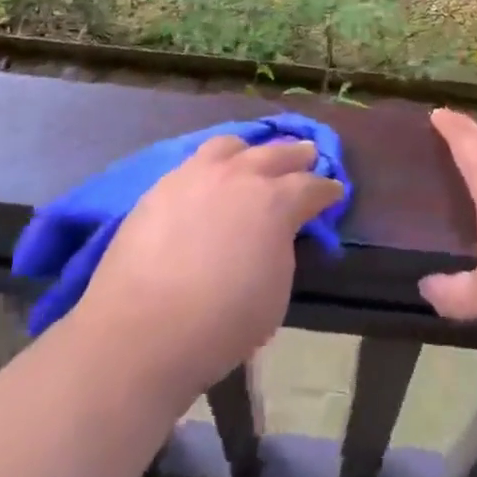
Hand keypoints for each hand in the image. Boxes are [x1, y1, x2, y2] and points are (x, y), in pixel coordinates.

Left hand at [76, 135, 344, 390]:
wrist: (142, 330)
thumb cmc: (221, 323)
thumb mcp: (275, 292)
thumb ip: (281, 250)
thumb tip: (275, 234)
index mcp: (275, 201)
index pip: (311, 187)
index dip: (327, 190)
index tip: (335, 192)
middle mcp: (239, 176)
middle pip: (276, 153)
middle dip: (296, 155)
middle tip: (308, 154)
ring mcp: (197, 175)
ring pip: (231, 146)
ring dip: (250, 150)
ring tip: (253, 156)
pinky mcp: (162, 185)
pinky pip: (195, 161)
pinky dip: (213, 164)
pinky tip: (211, 176)